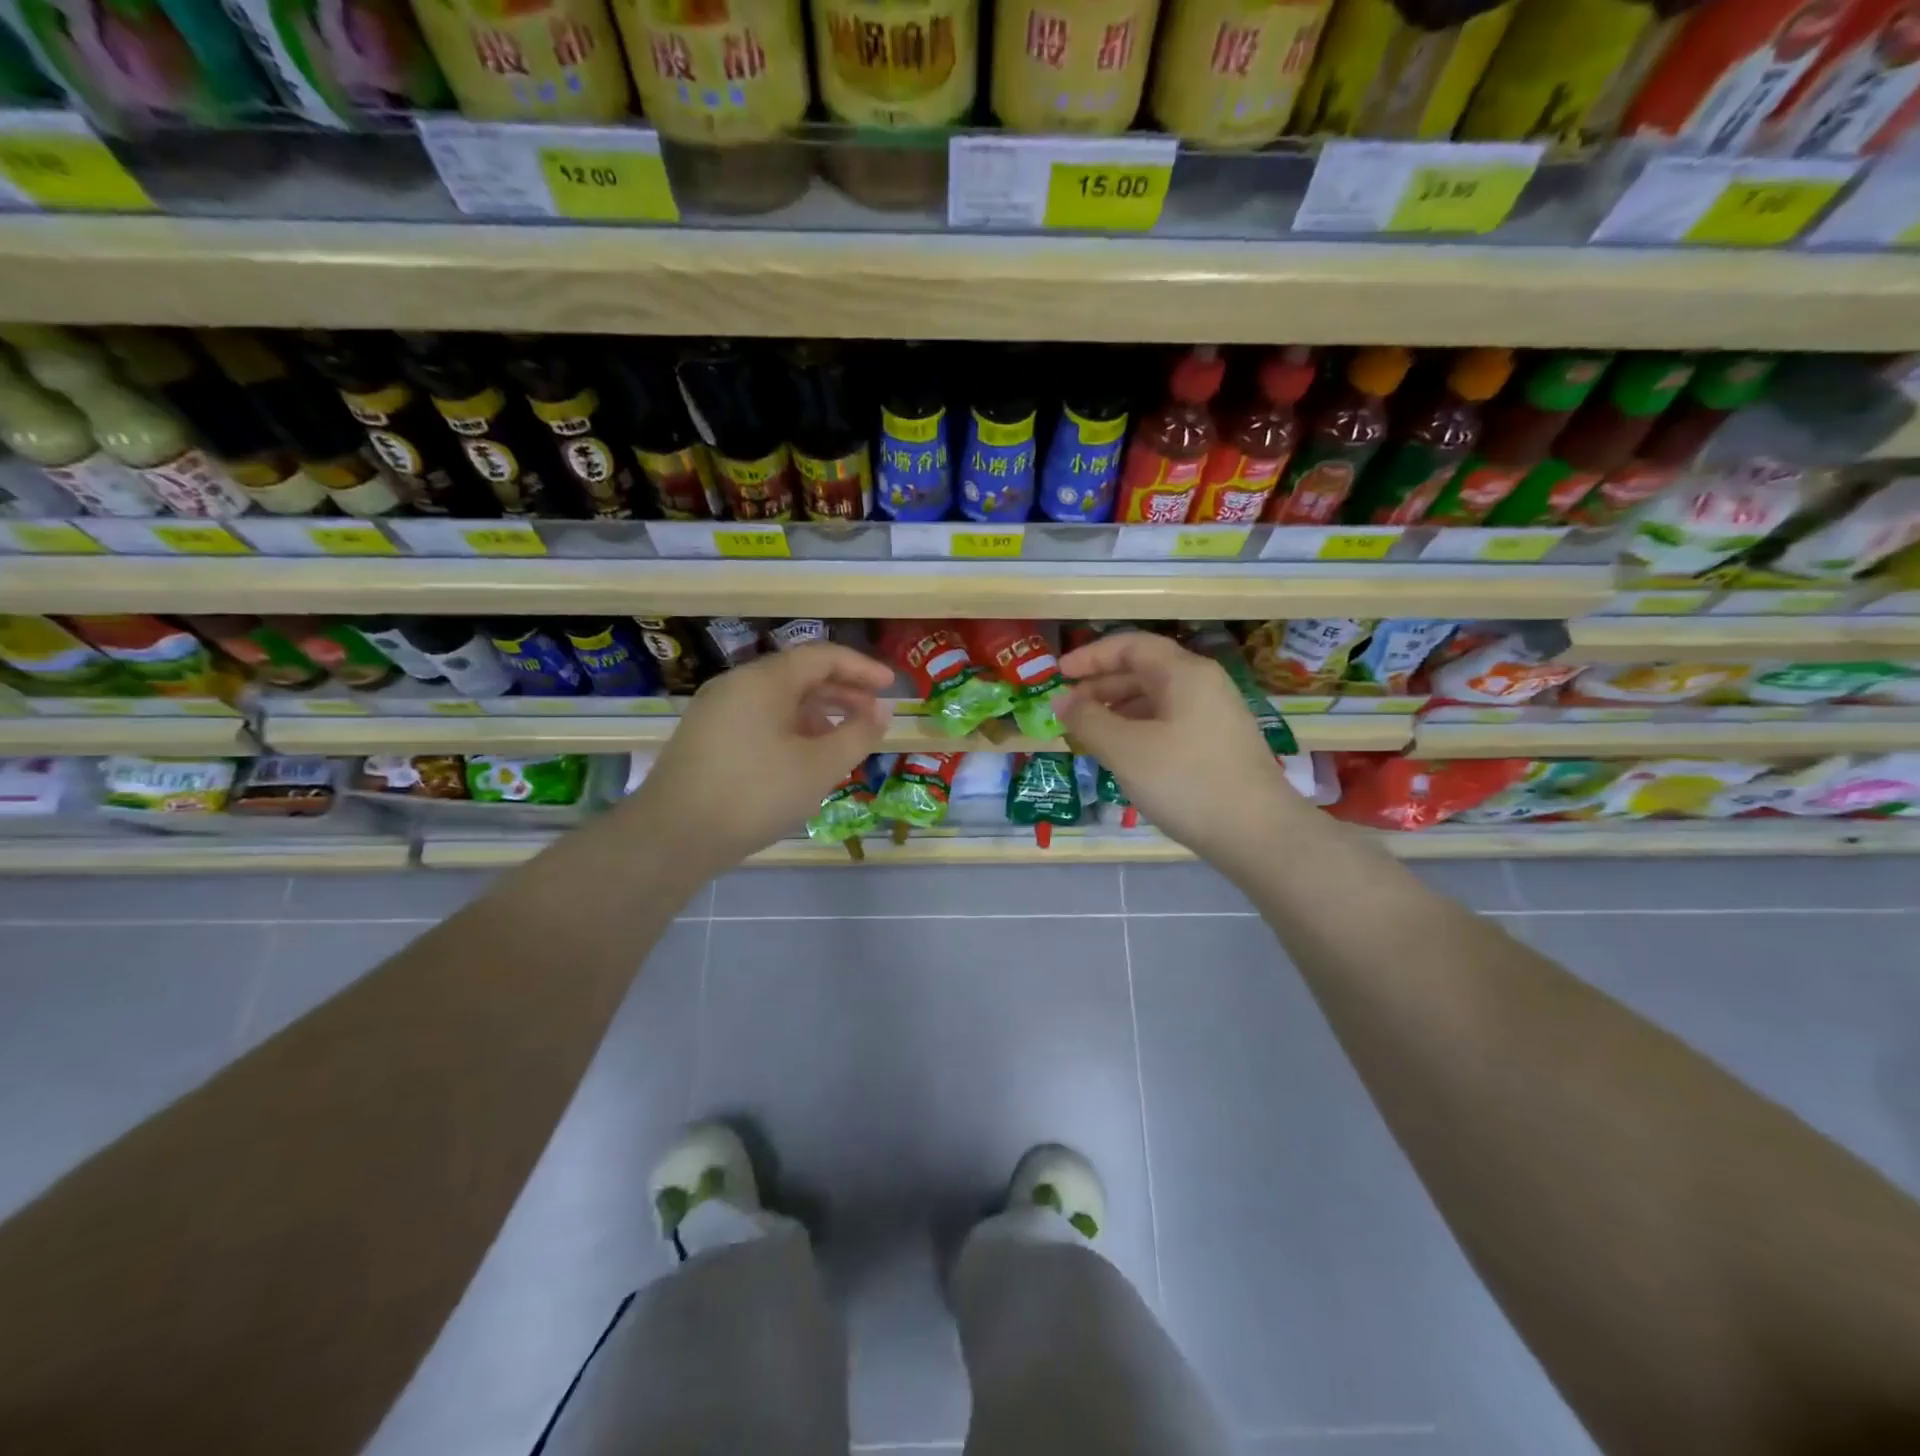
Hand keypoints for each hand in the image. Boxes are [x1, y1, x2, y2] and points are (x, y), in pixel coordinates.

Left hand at [628, 642, 892, 874]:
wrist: (672, 837)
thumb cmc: (755, 794)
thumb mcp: (819, 766)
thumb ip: (857, 734)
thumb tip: (881, 711)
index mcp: (764, 680)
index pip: (822, 657)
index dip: (861, 668)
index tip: (891, 686)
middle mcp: (737, 685)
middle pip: (799, 676)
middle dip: (841, 692)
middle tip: (873, 714)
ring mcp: (716, 711)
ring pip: (778, 700)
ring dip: (817, 714)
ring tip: (843, 741)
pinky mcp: (706, 738)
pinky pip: (759, 720)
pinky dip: (790, 729)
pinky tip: (803, 760)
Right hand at [1056, 630, 1302, 860]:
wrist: (1258, 834)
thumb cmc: (1186, 782)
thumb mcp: (1126, 750)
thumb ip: (1088, 720)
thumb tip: (1061, 701)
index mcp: (1185, 673)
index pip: (1131, 646)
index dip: (1091, 656)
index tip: (1059, 673)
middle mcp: (1204, 685)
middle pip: (1144, 670)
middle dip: (1101, 685)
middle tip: (1068, 709)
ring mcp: (1215, 716)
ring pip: (1156, 700)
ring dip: (1117, 710)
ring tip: (1088, 734)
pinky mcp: (1218, 745)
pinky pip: (1169, 723)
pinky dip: (1138, 730)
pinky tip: (1122, 755)